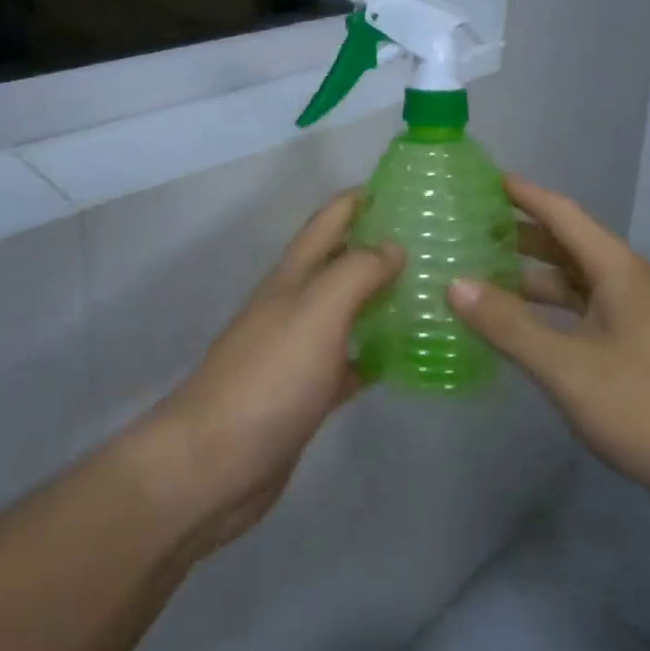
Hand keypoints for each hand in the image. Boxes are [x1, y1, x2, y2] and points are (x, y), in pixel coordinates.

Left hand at [148, 192, 402, 554]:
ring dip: (383, 297)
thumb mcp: (317, 311)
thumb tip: (394, 246)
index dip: (363, 197)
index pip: (331, 218)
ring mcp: (299, 349)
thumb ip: (356, 272)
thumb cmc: (269, 377)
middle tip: (436, 241)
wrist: (214, 464)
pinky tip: (407, 357)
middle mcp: (296, 303)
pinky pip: (349, 360)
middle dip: (382, 244)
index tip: (409, 186)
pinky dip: (376, 353)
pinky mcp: (306, 392)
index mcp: (294, 275)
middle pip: (341, 260)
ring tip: (432, 291)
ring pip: (348, 309)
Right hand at [447, 175, 649, 521]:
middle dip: (523, 234)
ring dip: (534, 277)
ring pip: (575, 283)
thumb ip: (509, 326)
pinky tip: (526, 329)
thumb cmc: (648, 406)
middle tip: (473, 227)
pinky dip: (551, 311)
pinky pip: (584, 313)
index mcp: (617, 270)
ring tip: (486, 276)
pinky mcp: (639, 350)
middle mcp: (628, 283)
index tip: (486, 177)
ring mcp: (637, 318)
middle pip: (568, 245)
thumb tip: (454, 283)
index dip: (524, 194)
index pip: (563, 214)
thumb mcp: (568, 366)